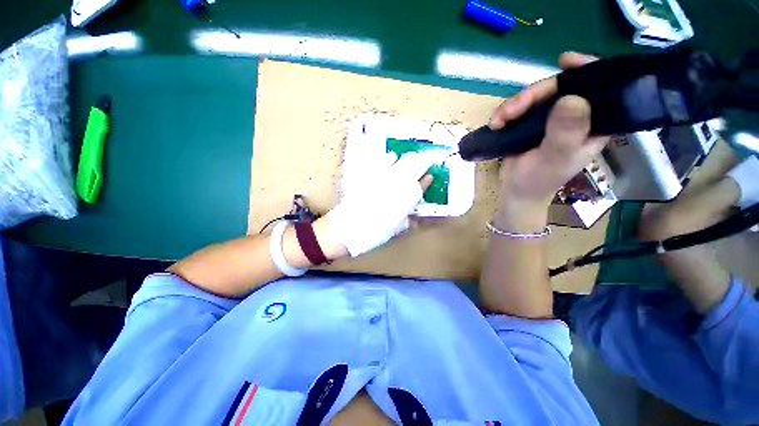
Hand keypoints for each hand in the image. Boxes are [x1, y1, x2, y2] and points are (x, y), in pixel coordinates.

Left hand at [326, 150, 441, 256]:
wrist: (347, 228)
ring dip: (407, 158)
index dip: (426, 181)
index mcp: (402, 201)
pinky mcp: (367, 175)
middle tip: (425, 158)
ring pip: (398, 162)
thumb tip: (415, 217)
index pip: (419, 187)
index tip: (431, 176)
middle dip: (421, 162)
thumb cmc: (372, 233)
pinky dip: (388, 158)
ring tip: (411, 156)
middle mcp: (394, 187)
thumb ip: (406, 221)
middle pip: (412, 168)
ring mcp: (380, 179)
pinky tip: (392, 157)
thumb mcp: (393, 230)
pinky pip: (380, 161)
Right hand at [491, 52, 608, 208]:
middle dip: (532, 95)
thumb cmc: (539, 180)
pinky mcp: (531, 123)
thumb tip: (571, 97)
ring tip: (499, 121)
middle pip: (558, 88)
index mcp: (593, 122)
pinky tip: (496, 123)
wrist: (516, 191)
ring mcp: (551, 118)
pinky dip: (506, 112)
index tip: (564, 61)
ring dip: (513, 105)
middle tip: (510, 111)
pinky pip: (520, 107)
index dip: (585, 69)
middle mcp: (575, 116)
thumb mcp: (554, 159)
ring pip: (535, 97)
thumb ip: (564, 132)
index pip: (599, 86)